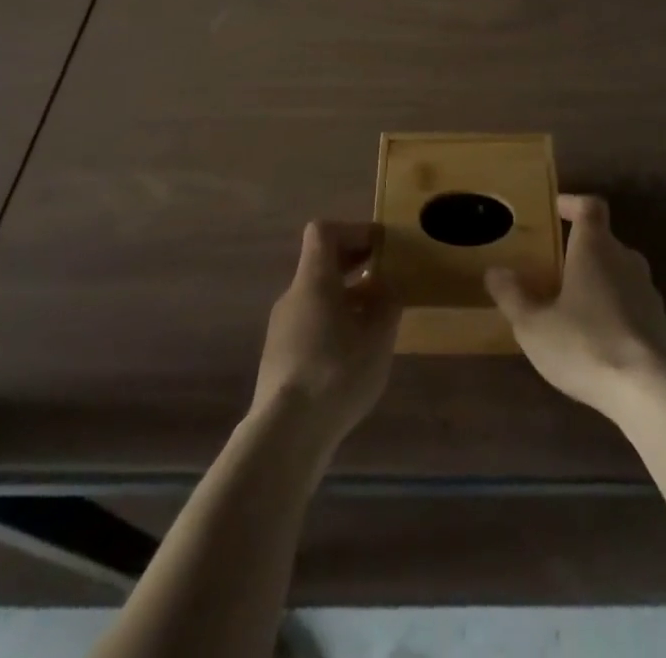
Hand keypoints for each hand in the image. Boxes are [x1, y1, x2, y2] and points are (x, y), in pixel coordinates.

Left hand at [251, 221, 400, 448]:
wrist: (284, 434)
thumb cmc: (336, 372)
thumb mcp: (378, 336)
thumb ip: (386, 302)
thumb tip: (386, 284)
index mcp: (313, 279)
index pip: (324, 231)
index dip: (354, 230)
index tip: (380, 246)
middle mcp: (293, 296)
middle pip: (320, 263)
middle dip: (354, 264)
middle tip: (385, 275)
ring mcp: (281, 328)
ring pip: (316, 296)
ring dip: (346, 296)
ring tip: (376, 317)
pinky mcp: (279, 358)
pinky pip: (310, 323)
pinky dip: (334, 322)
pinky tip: (354, 351)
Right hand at [486, 194, 665, 419]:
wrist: (651, 392)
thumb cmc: (586, 344)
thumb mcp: (534, 326)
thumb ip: (513, 296)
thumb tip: (495, 271)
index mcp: (596, 247)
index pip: (590, 206)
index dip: (572, 203)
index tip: (555, 210)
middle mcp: (626, 259)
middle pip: (604, 240)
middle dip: (579, 249)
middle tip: (553, 267)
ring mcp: (648, 291)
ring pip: (618, 272)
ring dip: (597, 281)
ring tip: (571, 305)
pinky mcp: (661, 323)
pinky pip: (631, 302)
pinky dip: (613, 309)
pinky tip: (596, 338)